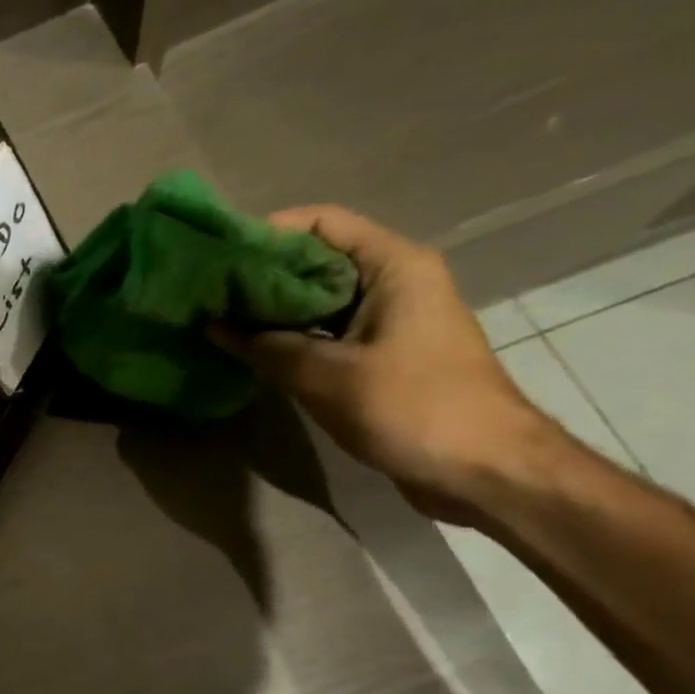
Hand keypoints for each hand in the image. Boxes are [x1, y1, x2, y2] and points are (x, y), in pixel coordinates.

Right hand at [215, 206, 559, 524]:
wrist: (485, 470)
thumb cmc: (412, 408)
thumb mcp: (324, 375)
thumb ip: (264, 346)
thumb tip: (212, 324)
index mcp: (394, 267)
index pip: (322, 223)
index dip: (269, 231)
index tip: (219, 255)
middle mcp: (395, 281)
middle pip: (318, 259)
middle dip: (262, 273)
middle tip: (209, 291)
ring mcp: (391, 319)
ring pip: (320, 298)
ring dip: (272, 309)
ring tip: (219, 319)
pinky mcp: (384, 354)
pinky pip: (327, 330)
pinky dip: (291, 335)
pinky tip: (251, 350)